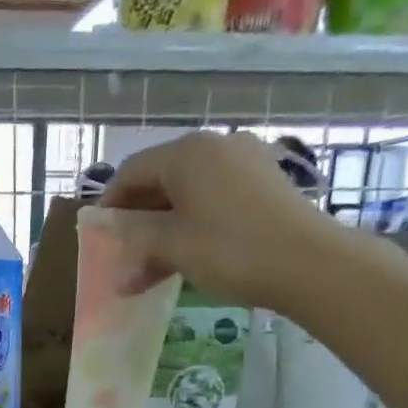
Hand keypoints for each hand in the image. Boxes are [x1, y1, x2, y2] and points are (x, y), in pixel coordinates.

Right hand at [98, 130, 348, 305]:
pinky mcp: (264, 180)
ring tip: (153, 258)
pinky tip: (189, 249)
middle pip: (160, 176)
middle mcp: (215, 145)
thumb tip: (113, 250)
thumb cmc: (230, 250)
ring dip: (165, 221)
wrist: (309, 262)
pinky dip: (193, 218)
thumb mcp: (173, 247)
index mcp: (187, 153)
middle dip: (138, 214)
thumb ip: (136, 241)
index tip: (98, 234)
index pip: (131, 171)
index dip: (110, 203)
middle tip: (123, 249)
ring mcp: (244, 159)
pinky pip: (214, 194)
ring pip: (188, 188)